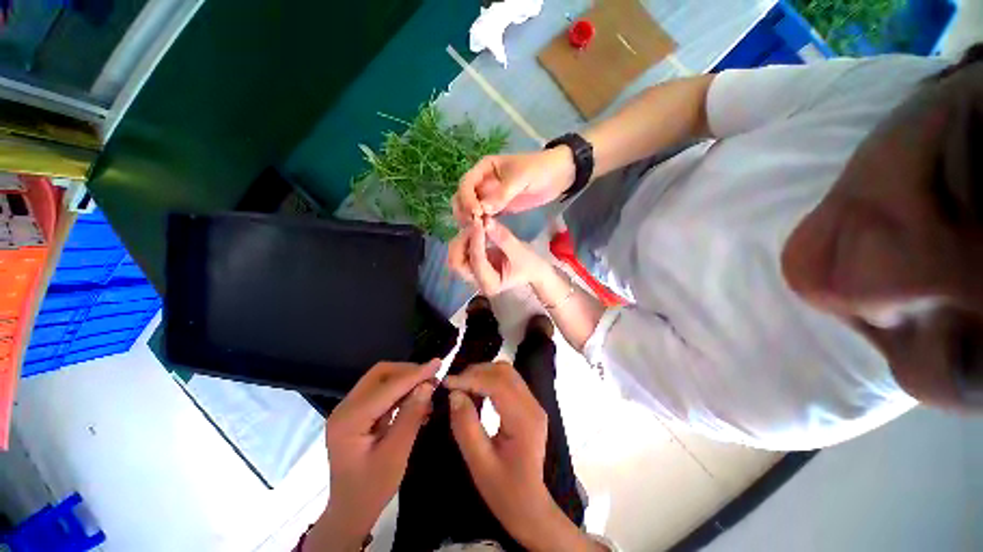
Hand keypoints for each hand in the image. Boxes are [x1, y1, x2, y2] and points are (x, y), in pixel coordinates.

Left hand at [317, 360, 439, 548]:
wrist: (350, 511)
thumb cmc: (371, 489)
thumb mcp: (395, 455)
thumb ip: (411, 417)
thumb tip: (427, 385)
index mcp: (349, 420)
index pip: (387, 387)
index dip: (415, 374)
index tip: (438, 363)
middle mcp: (345, 408)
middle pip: (380, 374)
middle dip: (408, 372)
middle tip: (433, 378)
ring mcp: (350, 410)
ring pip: (381, 380)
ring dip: (406, 380)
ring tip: (429, 388)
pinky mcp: (357, 413)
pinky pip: (382, 392)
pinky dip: (401, 391)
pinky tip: (417, 399)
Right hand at [446, 362, 601, 550]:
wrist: (530, 507)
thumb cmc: (505, 491)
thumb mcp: (479, 464)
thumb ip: (466, 427)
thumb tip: (454, 394)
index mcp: (524, 420)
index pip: (498, 385)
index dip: (471, 379)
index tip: (447, 383)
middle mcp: (533, 405)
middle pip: (504, 372)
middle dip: (476, 373)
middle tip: (453, 386)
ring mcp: (533, 403)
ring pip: (507, 373)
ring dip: (482, 374)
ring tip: (462, 389)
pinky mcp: (529, 405)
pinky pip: (508, 382)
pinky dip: (489, 381)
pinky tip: (476, 394)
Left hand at [448, 218, 550, 295]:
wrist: (531, 271)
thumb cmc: (529, 265)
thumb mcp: (520, 252)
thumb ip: (503, 238)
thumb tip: (486, 222)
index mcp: (490, 284)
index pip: (477, 262)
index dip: (476, 241)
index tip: (479, 222)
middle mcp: (477, 281)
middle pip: (456, 263)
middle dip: (462, 241)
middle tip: (473, 224)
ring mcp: (472, 273)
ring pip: (455, 256)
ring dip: (461, 238)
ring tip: (475, 224)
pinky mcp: (471, 264)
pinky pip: (460, 251)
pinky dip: (464, 238)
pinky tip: (474, 228)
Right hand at [453, 148, 574, 222]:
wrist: (559, 176)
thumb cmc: (540, 170)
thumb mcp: (521, 178)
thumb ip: (502, 193)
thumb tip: (482, 209)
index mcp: (484, 168)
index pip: (466, 183)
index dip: (467, 198)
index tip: (475, 213)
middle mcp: (483, 182)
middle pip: (463, 197)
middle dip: (464, 211)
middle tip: (473, 226)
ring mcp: (490, 196)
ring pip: (471, 208)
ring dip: (470, 219)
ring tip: (477, 231)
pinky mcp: (498, 208)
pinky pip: (484, 216)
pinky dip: (481, 224)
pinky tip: (484, 233)